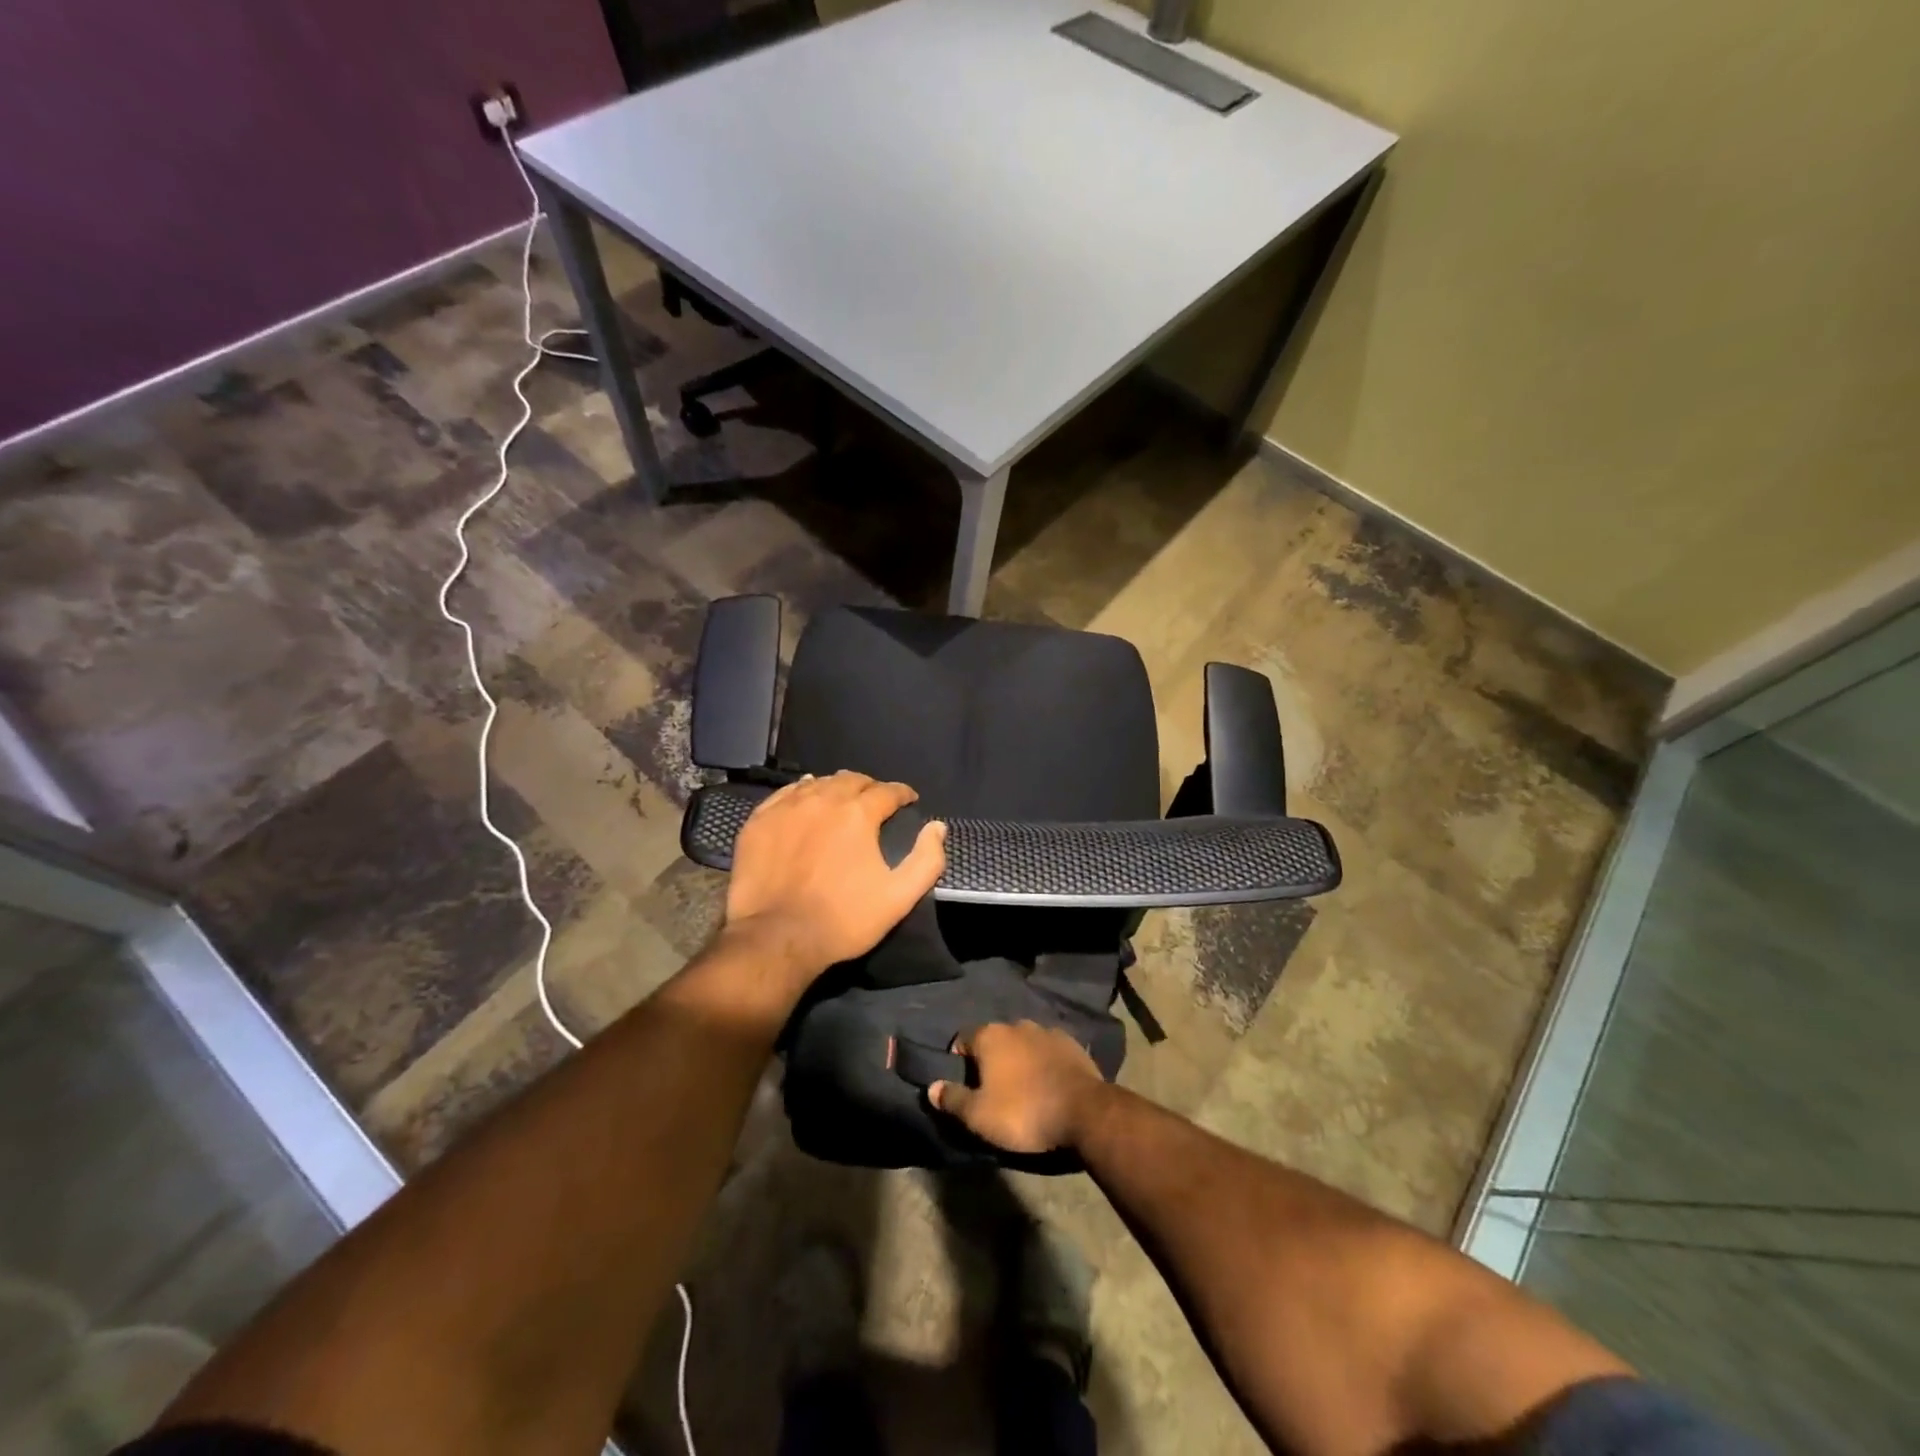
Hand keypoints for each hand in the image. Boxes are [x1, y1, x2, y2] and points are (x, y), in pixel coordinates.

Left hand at [723, 771, 946, 983]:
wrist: (776, 938)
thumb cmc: (843, 920)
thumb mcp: (899, 897)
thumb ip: (926, 860)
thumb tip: (937, 827)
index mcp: (858, 814)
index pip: (887, 791)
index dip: (902, 793)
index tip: (909, 800)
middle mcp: (822, 800)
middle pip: (851, 779)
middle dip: (869, 786)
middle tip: (876, 800)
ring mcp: (786, 808)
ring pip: (818, 783)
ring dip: (836, 787)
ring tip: (842, 798)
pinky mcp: (759, 821)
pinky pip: (785, 794)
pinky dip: (801, 792)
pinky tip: (804, 799)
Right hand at [929, 1021, 1104, 1154]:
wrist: (1083, 1111)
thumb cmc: (1023, 1112)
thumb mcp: (979, 1115)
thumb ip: (953, 1099)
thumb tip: (931, 1088)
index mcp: (990, 1036)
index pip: (963, 1038)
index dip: (959, 1058)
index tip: (963, 1082)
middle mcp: (1017, 1025)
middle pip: (995, 1039)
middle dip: (991, 1058)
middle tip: (992, 1088)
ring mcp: (1047, 1031)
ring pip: (1023, 1042)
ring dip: (1019, 1058)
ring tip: (1022, 1086)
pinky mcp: (1072, 1043)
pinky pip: (1048, 1050)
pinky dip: (1044, 1061)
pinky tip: (1047, 1082)